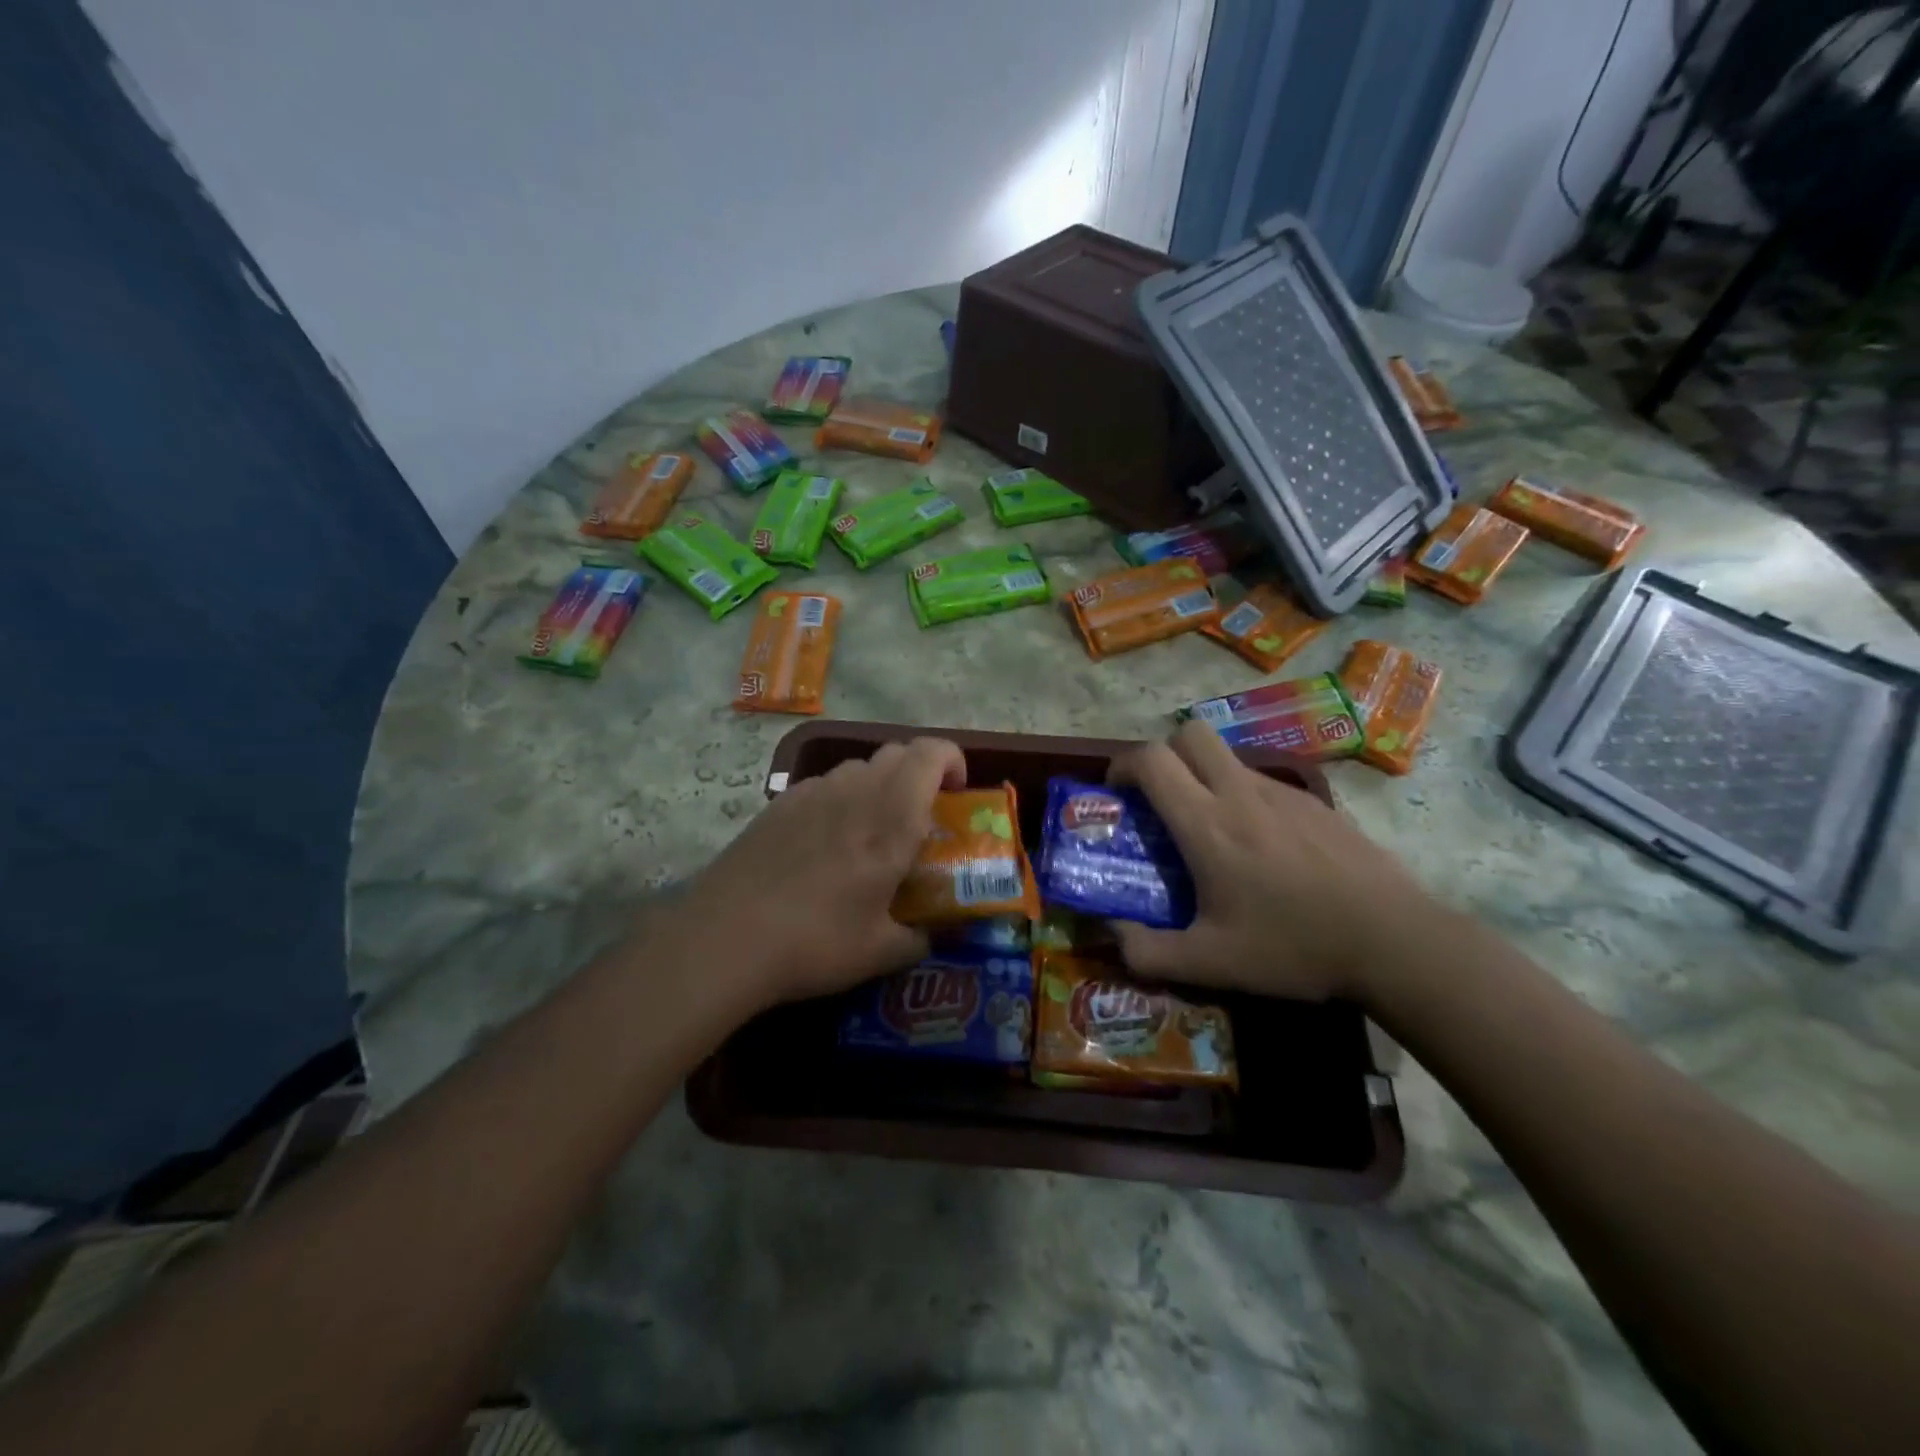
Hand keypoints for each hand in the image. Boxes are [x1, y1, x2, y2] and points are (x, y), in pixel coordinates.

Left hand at [674, 737, 966, 1010]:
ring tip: (870, 833)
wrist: (726, 937)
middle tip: (920, 817)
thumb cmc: (816, 941)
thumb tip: (930, 937)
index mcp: (892, 819)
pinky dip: (839, 800)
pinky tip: (824, 845)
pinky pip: (822, 785)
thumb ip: (917, 940)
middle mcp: (855, 791)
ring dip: (878, 786)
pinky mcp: (778, 804)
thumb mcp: (879, 953)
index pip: (931, 754)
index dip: (952, 760)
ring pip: (858, 767)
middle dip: (919, 774)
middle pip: (897, 752)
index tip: (957, 793)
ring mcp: (812, 793)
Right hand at [1107, 721, 1434, 1002]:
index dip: (1122, 765)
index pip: (1152, 760)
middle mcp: (1240, 793)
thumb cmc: (1293, 947)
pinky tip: (1263, 847)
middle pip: (1190, 733)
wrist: (1394, 941)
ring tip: (1212, 830)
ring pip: (1228, 757)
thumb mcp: (1210, 964)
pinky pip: (1263, 781)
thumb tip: (1109, 935)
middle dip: (1164, 754)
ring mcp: (1283, 793)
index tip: (1116, 792)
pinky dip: (1244, 797)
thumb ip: (1146, 952)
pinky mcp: (1316, 803)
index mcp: (1207, 824)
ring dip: (1205, 776)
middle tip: (1161, 798)